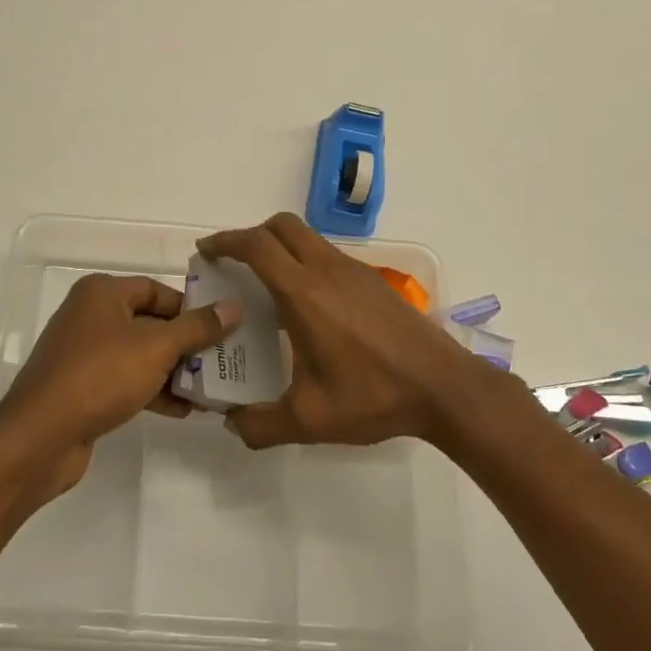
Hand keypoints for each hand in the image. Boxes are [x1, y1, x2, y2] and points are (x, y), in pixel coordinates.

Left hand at [0, 274, 240, 496]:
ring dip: (173, 371)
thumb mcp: (156, 347)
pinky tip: (182, 411)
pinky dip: (152, 390)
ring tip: (209, 390)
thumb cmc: (100, 375)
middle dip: (185, 344)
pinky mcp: (82, 387)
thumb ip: (197, 327)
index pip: (156, 290)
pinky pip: (125, 380)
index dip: (190, 307)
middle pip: (150, 322)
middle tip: (222, 361)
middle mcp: (90, 315)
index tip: (221, 328)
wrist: (41, 436)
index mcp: (102, 293)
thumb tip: (234, 307)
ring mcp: (84, 353)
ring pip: (139, 354)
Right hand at [199, 213, 480, 449]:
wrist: (444, 387)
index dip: (225, 242)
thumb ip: (260, 425)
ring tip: (268, 284)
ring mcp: (354, 271)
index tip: (206, 252)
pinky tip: (309, 304)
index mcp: (303, 293)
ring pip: (308, 237)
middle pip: (281, 226)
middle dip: (251, 235)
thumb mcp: (309, 420)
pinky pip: (328, 254)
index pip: (256, 246)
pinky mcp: (374, 280)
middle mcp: (326, 270)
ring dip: (281, 247)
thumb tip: (231, 423)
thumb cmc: (373, 396)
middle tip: (234, 263)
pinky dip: (306, 261)